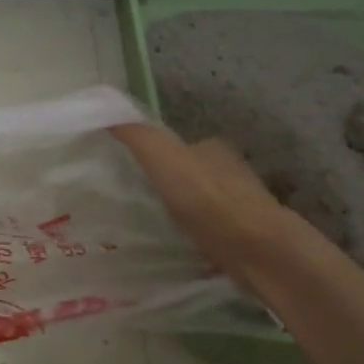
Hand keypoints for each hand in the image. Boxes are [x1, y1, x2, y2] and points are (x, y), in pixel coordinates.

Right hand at [110, 122, 307, 288]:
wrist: (256, 249)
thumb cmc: (206, 199)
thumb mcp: (162, 157)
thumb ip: (137, 136)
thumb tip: (107, 114)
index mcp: (213, 148)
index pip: (179, 146)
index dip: (155, 157)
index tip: (131, 175)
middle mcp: (230, 172)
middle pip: (191, 176)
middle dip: (169, 187)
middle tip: (137, 204)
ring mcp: (240, 207)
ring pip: (202, 205)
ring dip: (183, 214)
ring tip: (155, 229)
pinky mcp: (244, 238)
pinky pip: (211, 232)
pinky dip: (196, 237)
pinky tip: (180, 249)